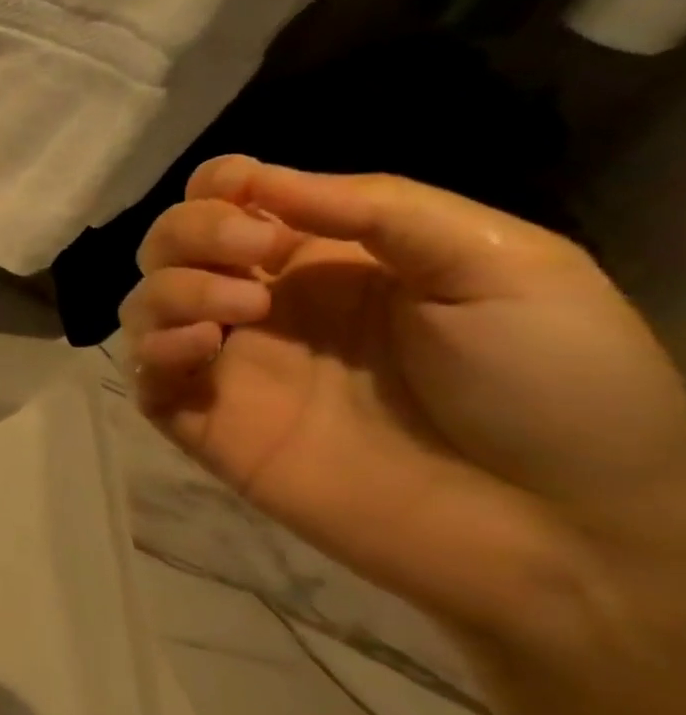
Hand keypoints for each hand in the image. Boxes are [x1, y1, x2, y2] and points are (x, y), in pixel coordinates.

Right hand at [120, 157, 685, 659]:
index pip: (231, 202)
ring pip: (145, 306)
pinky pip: (144, 380)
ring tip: (241, 309)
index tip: (244, 197)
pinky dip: (151, 352)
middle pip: (171, 245)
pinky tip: (201, 347)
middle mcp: (264, 306)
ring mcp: (233, 369)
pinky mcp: (211, 428)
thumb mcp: (498, 263)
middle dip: (190, 231)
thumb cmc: (556, 385)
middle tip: (251, 256)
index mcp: (326, 260)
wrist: (569, 533)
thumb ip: (376, 208)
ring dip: (171, 289)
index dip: (219, 187)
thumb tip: (256, 181)